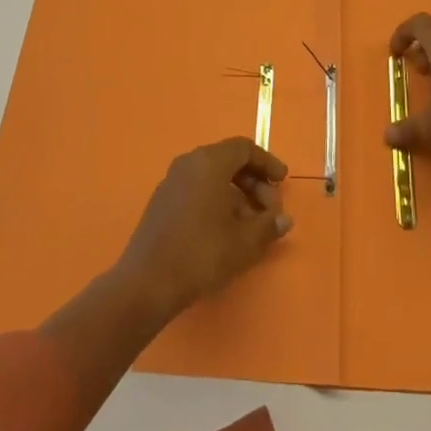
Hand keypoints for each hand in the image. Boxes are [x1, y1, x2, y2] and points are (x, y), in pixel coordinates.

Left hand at [116, 138, 291, 319]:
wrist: (147, 282)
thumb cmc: (201, 253)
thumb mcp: (243, 242)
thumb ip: (268, 226)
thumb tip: (284, 219)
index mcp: (210, 162)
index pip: (245, 148)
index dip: (267, 162)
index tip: (283, 181)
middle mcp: (189, 162)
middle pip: (228, 160)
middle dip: (254, 182)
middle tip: (269, 209)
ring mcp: (172, 181)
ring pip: (212, 176)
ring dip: (236, 194)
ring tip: (250, 225)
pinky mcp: (162, 201)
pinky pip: (197, 188)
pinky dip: (216, 200)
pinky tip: (225, 230)